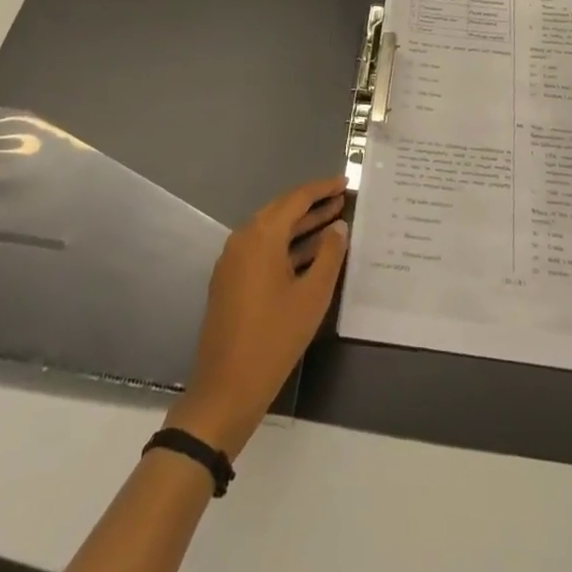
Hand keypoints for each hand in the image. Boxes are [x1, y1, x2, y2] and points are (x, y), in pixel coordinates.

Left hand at [168, 175, 348, 456]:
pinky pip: (262, 248)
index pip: (296, 199)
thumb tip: (338, 226)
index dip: (322, 189)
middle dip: (312, 204)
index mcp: (261, 236)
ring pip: (271, 230)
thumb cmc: (274, 339)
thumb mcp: (312, 297)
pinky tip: (308, 253)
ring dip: (301, 225)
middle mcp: (243, 239)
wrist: (226, 388)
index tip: (345, 182)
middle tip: (341, 199)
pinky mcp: (230, 279)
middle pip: (281, 210)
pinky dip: (286, 244)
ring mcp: (233, 259)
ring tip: (333, 221)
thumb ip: (329, 255)